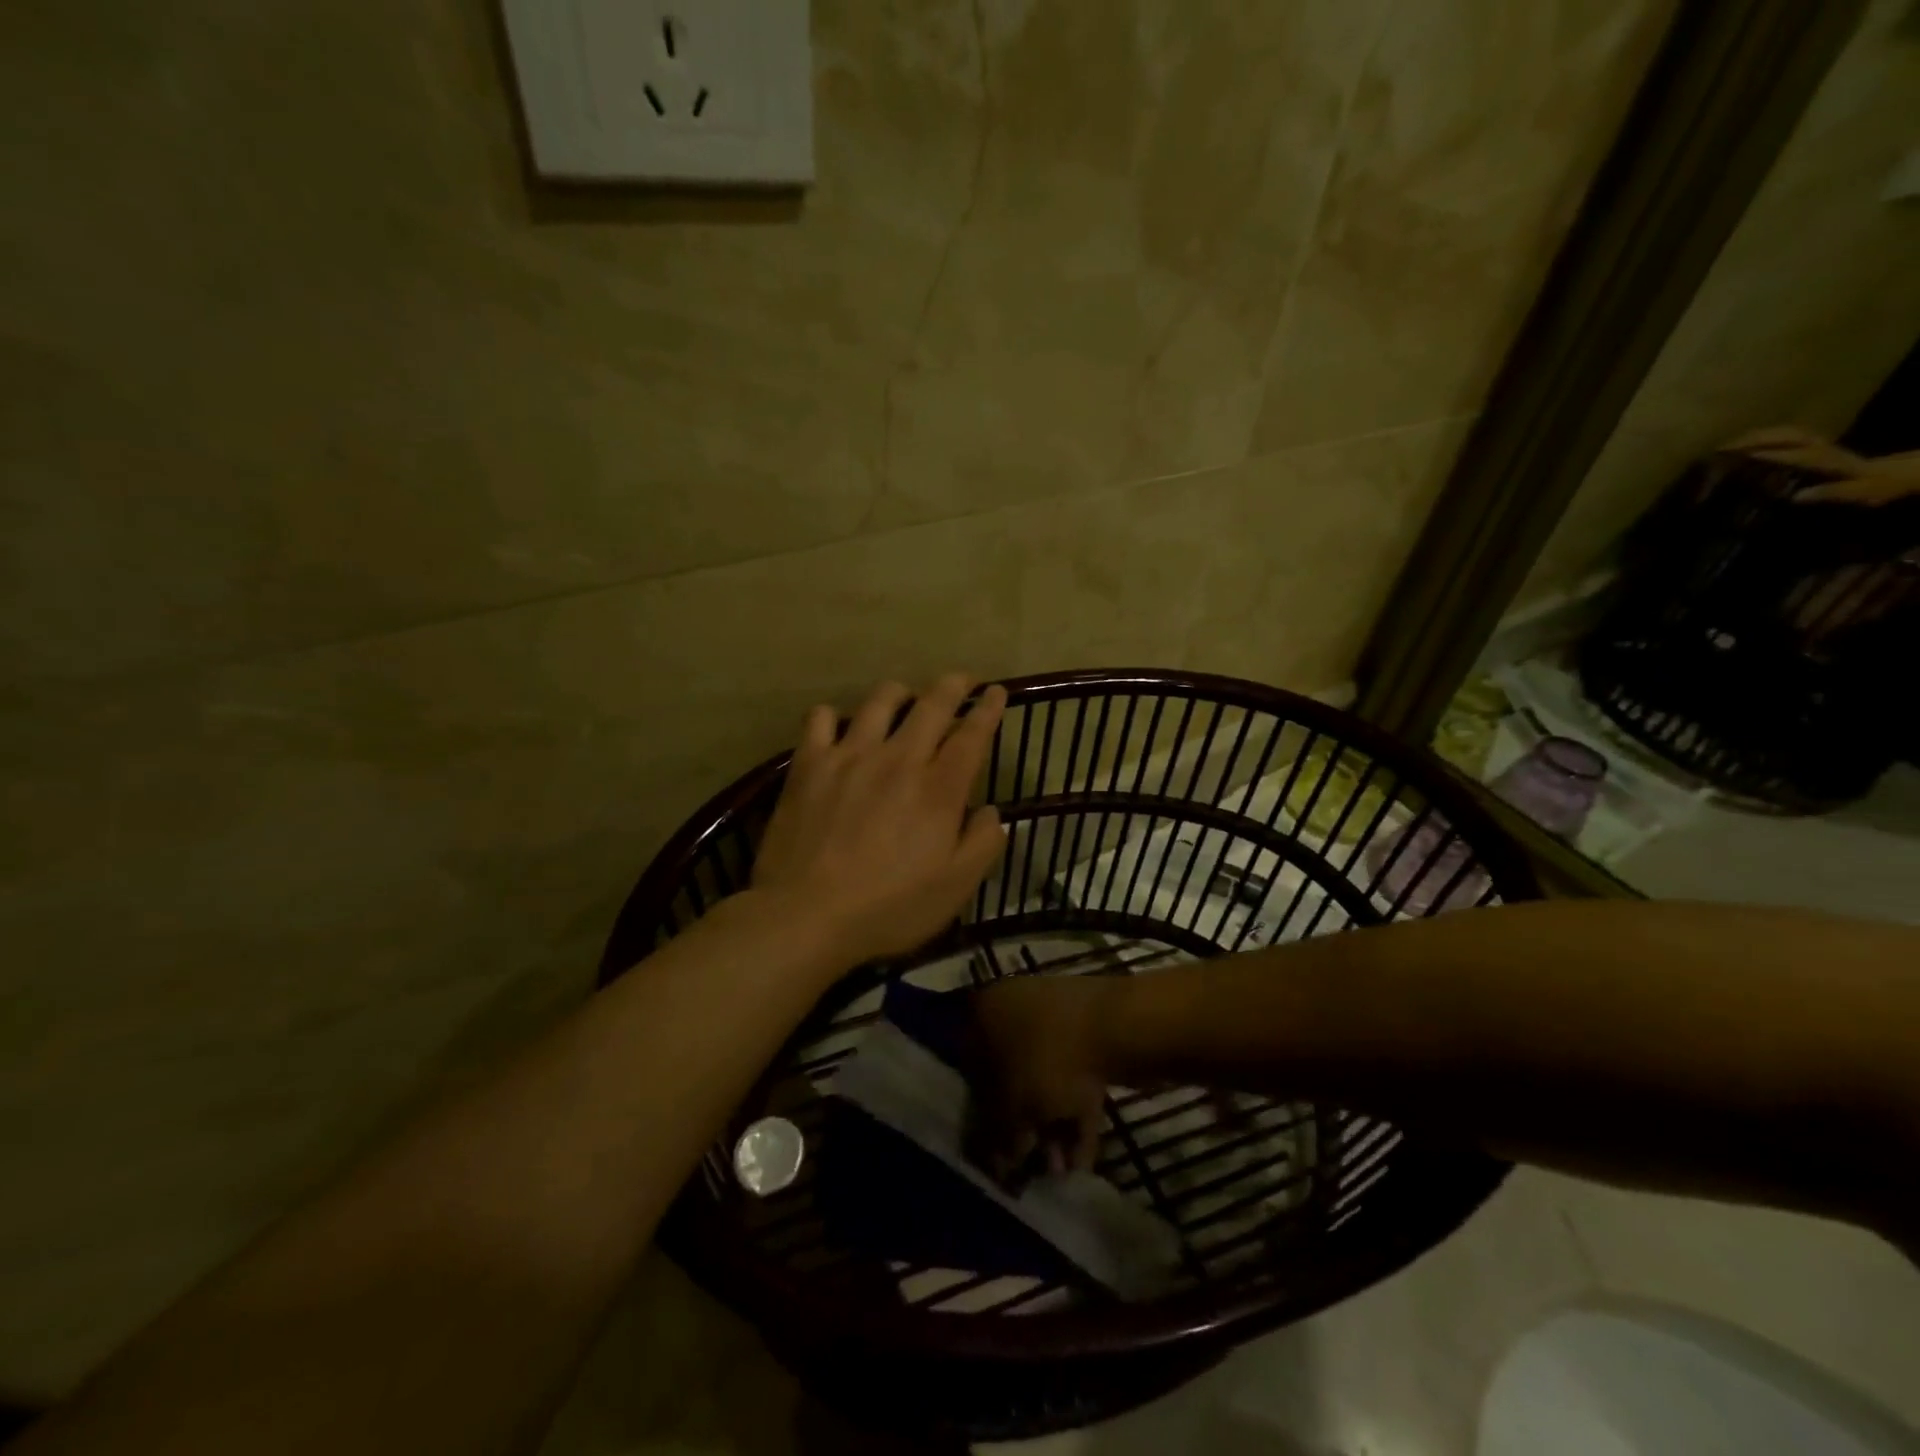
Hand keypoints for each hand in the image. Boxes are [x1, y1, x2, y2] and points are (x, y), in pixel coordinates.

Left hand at [751, 674, 1008, 966]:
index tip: (997, 692)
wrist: (806, 914)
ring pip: (880, 700)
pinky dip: (833, 716)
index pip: (972, 735)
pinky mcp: (809, 764)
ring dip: (899, 692)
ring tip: (904, 697)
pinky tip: (838, 727)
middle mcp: (899, 759)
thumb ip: (983, 844)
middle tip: (962, 680)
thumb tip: (991, 812)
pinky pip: (820, 718)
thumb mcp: (955, 889)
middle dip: (953, 685)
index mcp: (939, 789)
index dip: (988, 709)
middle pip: (932, 704)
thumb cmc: (889, 908)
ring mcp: (850, 755)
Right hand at [965, 974, 1123, 1182]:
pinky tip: (1085, 1154)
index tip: (997, 1152)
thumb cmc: (1051, 1061)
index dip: (983, 1117)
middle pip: (1012, 1076)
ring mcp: (1054, 1013)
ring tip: (1064, 1169)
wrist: (1118, 1025)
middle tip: (1035, 1165)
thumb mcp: (1016, 1109)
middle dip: (1025, 1127)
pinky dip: (1077, 1110)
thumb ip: (1001, 1137)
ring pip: (1046, 1077)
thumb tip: (1001, 1161)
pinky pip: (1075, 1072)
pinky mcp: (1089, 1027)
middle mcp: (1013, 1006)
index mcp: (985, 1012)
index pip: (972, 1069)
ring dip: (1053, 1126)